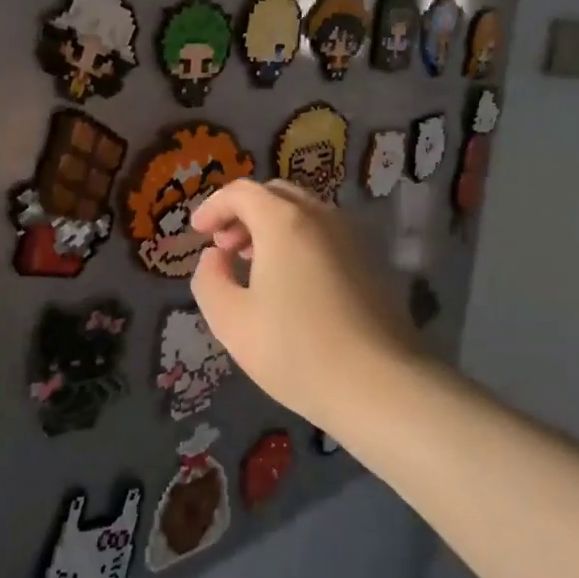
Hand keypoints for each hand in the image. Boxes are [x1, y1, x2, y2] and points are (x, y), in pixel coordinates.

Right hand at [190, 180, 414, 424]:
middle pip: (275, 195)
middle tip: (224, 247)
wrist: (381, 386)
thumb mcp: (231, 320)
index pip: (241, 192)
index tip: (197, 233)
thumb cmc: (295, 350)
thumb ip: (209, 279)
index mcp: (284, 221)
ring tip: (254, 265)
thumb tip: (215, 257)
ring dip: (272, 227)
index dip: (213, 207)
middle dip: (243, 213)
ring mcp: (353, 237)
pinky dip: (299, 242)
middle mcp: (322, 217)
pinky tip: (291, 283)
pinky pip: (326, 235)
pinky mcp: (373, 262)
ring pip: (304, 213)